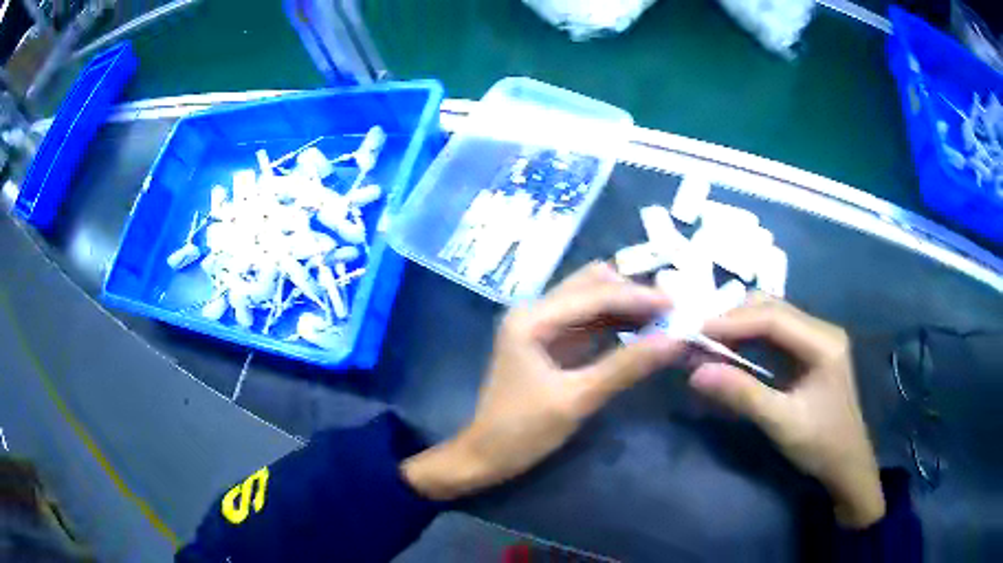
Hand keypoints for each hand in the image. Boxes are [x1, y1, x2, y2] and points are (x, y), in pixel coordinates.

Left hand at [402, 262, 684, 500]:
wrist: (485, 457)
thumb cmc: (522, 431)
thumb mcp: (577, 399)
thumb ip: (627, 366)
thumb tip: (675, 340)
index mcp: (532, 318)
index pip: (595, 293)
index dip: (638, 297)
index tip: (678, 305)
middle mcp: (535, 311)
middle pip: (592, 286)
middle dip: (633, 294)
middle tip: (673, 310)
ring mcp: (542, 326)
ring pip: (592, 301)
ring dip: (627, 307)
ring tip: (665, 319)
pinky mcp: (551, 344)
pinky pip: (589, 323)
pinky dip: (616, 324)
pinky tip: (642, 332)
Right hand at [691, 295, 885, 528]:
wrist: (846, 463)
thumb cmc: (820, 444)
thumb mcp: (782, 422)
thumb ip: (743, 395)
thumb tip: (696, 373)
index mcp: (824, 342)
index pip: (774, 317)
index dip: (734, 320)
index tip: (696, 329)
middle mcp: (822, 330)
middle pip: (773, 308)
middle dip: (734, 317)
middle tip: (698, 334)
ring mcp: (816, 338)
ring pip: (772, 316)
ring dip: (740, 325)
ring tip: (708, 340)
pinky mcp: (809, 351)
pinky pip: (775, 333)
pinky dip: (749, 337)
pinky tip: (730, 348)